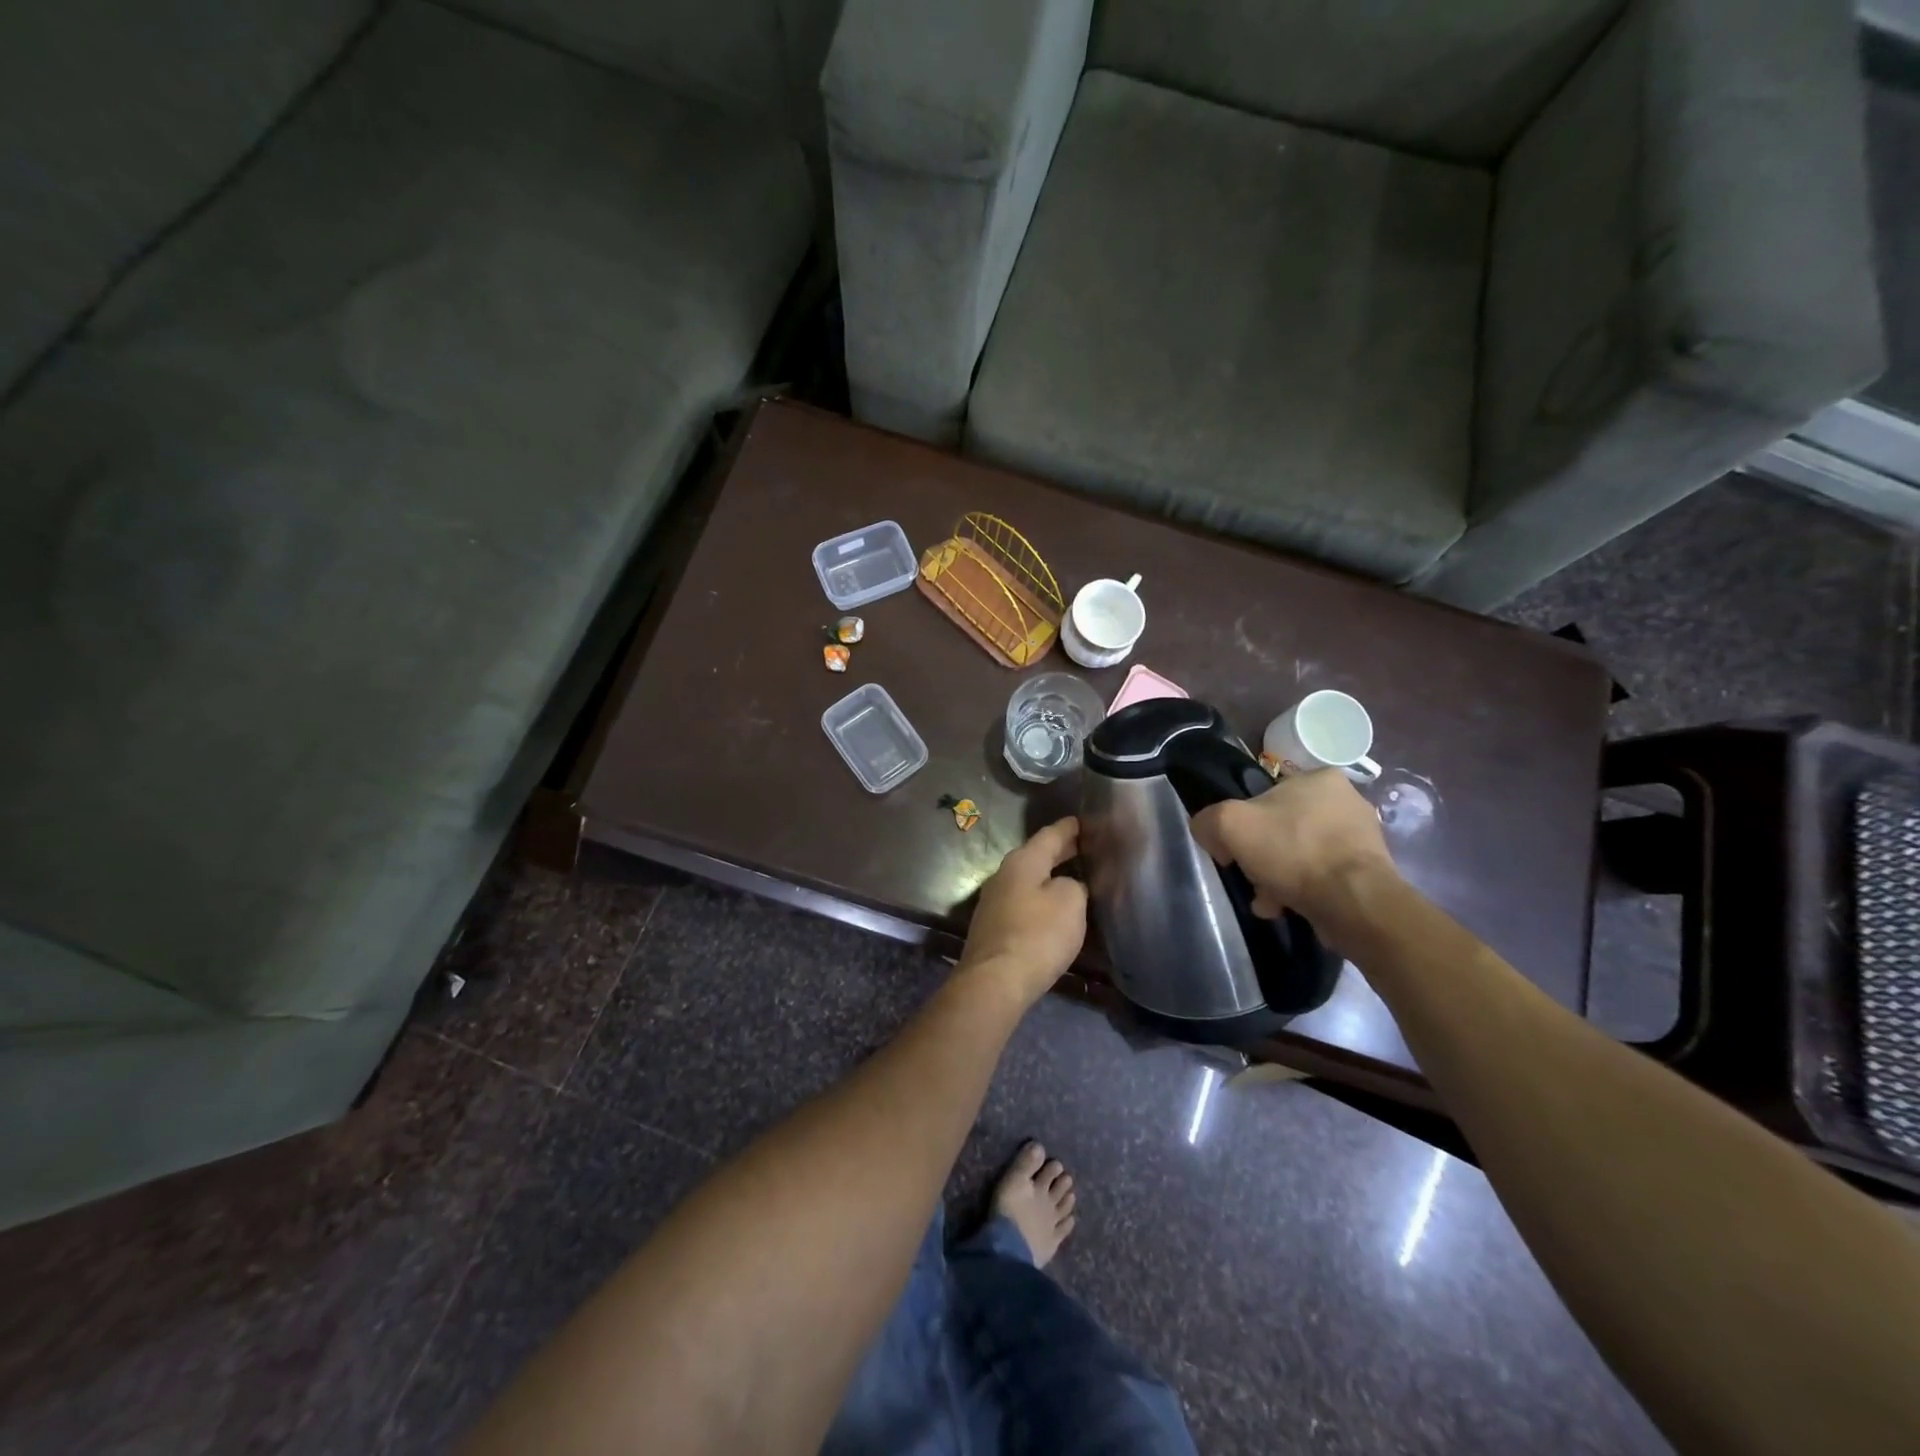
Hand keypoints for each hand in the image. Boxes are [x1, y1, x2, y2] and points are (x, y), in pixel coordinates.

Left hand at [959, 817, 1087, 1005]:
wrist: (995, 981)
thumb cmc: (1037, 935)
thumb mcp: (1070, 902)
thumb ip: (1074, 886)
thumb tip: (1065, 886)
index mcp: (1022, 861)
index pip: (1049, 835)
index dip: (1069, 828)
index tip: (1082, 821)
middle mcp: (1003, 875)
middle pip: (1036, 856)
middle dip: (1059, 852)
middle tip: (1083, 847)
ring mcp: (994, 901)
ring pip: (1028, 880)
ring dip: (1048, 877)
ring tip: (1072, 876)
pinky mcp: (993, 927)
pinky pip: (1023, 902)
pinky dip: (1040, 899)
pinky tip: (1053, 908)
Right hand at [1190, 770, 1397, 930]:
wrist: (1355, 903)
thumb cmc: (1294, 852)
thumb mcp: (1230, 825)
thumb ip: (1208, 821)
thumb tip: (1209, 833)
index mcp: (1319, 778)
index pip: (1265, 796)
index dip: (1243, 824)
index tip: (1234, 851)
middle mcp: (1346, 800)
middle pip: (1282, 828)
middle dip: (1263, 857)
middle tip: (1251, 878)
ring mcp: (1362, 837)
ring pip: (1301, 854)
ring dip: (1279, 877)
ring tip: (1269, 901)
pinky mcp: (1370, 871)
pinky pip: (1322, 876)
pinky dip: (1303, 890)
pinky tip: (1289, 908)